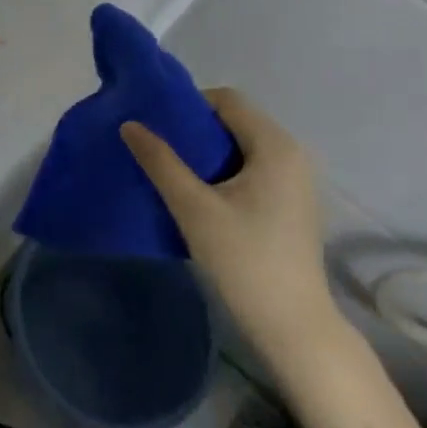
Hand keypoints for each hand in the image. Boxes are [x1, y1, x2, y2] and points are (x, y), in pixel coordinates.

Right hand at [121, 89, 344, 364]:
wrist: (293, 327)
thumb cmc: (245, 260)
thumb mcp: (194, 208)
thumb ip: (161, 162)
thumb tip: (130, 124)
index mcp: (275, 145)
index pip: (226, 100)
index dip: (189, 106)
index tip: (157, 128)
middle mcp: (292, 154)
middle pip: (235, 122)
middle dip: (195, 131)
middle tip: (159, 150)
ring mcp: (296, 181)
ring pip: (243, 148)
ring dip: (208, 155)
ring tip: (173, 174)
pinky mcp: (292, 204)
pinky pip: (253, 170)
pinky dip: (225, 174)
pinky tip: (201, 198)